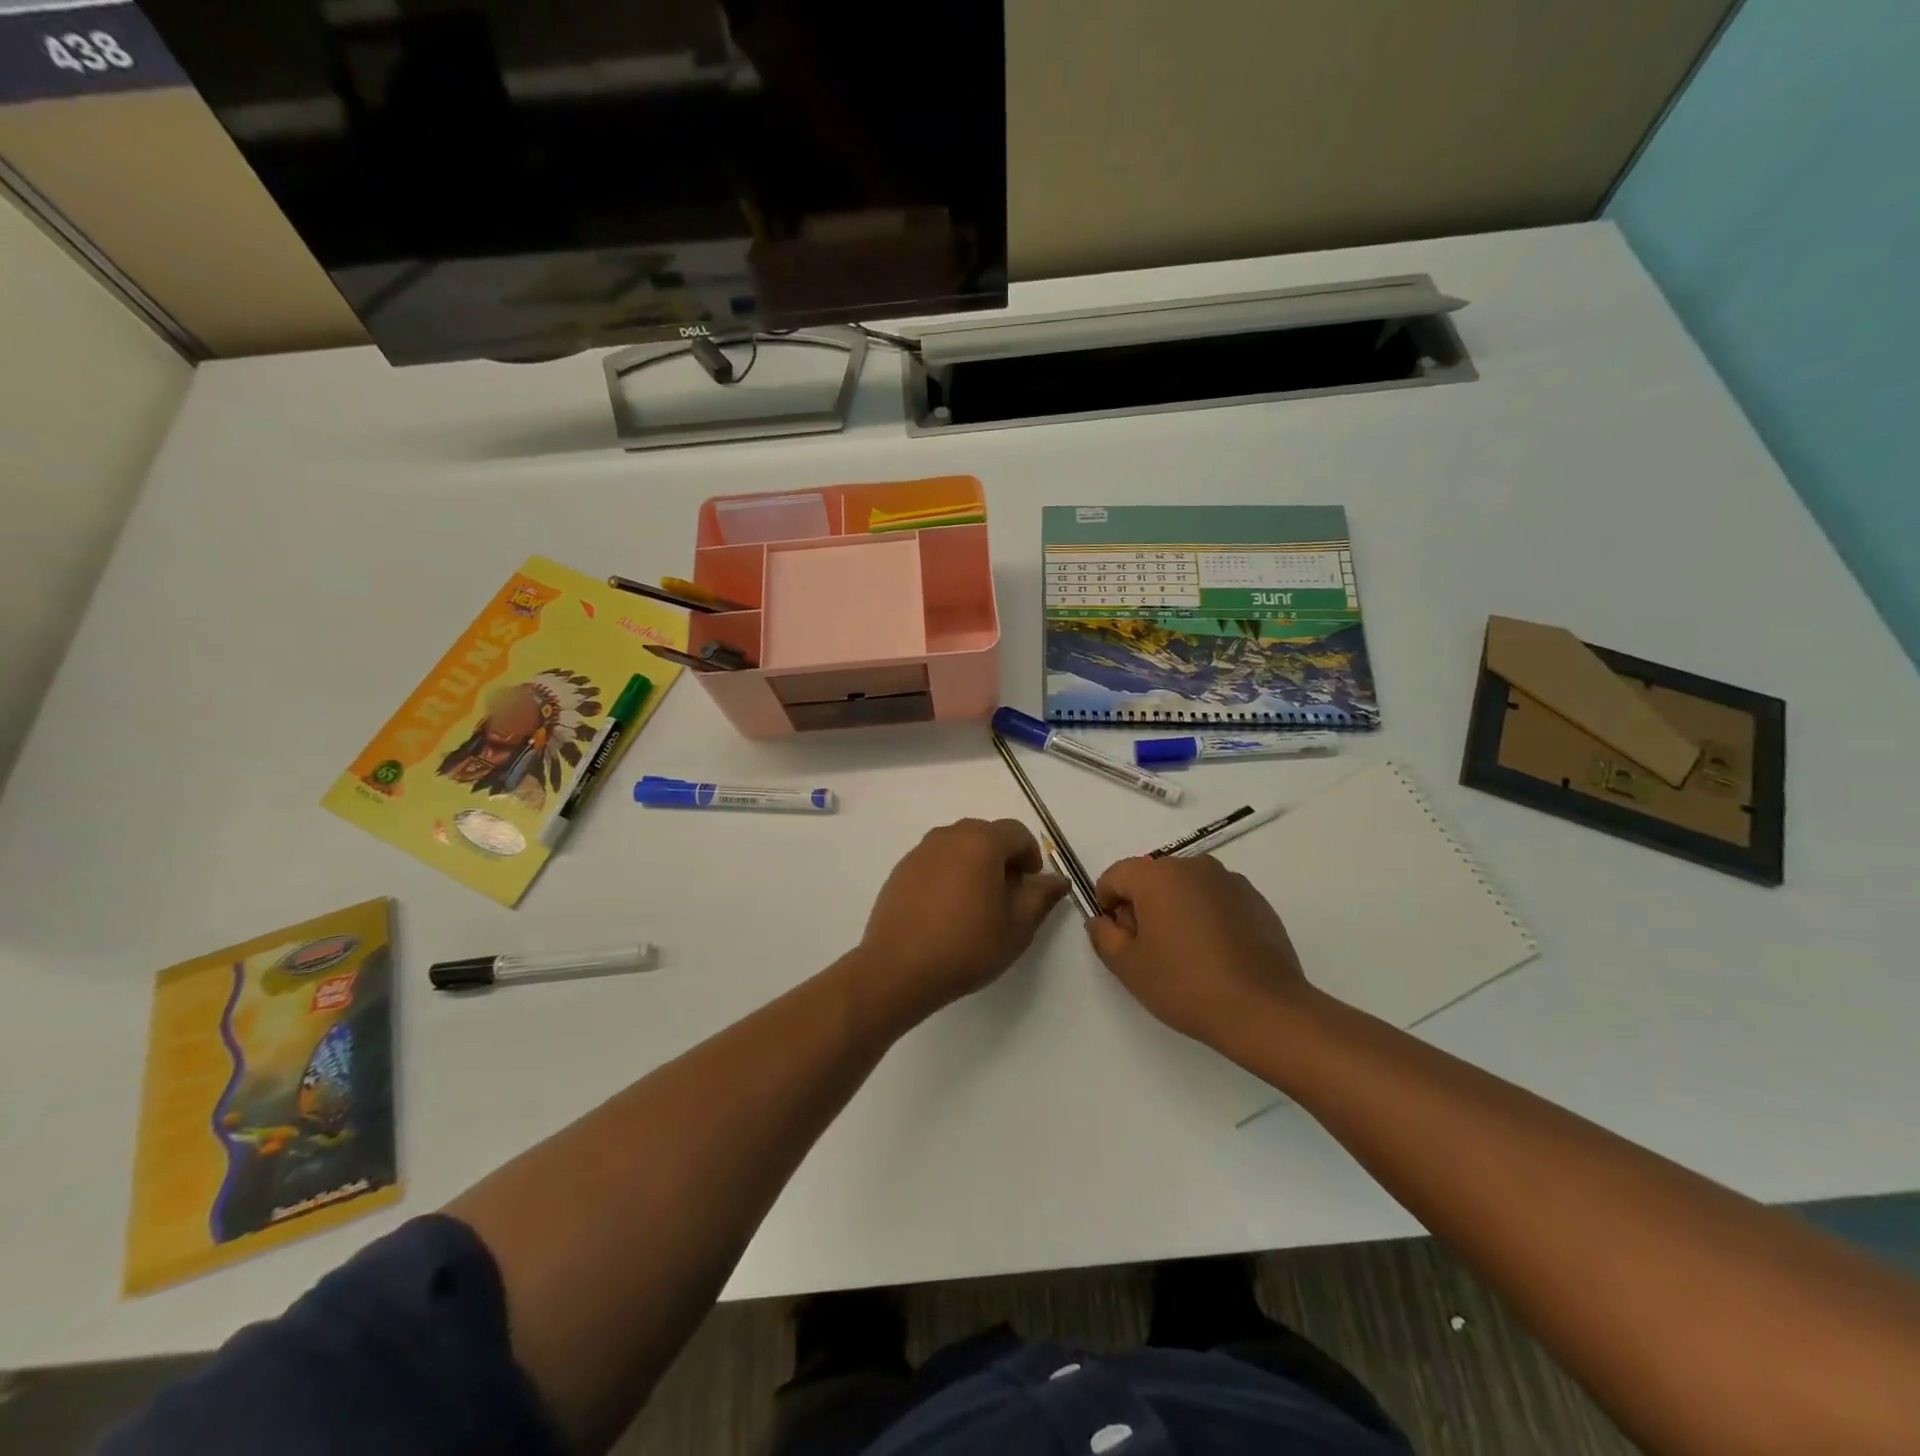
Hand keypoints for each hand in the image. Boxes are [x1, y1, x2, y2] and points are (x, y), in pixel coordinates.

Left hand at [853, 819, 1067, 1026]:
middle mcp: (948, 837)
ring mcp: (920, 851)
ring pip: (957, 845)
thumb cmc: (967, 946)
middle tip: (1007, 894)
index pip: (1016, 832)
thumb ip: (1041, 896)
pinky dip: (948, 873)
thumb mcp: (1017, 926)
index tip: (1031, 885)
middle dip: (1002, 856)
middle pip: (985, 833)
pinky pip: (935, 860)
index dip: (1030, 854)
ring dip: (974, 863)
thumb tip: (1057, 879)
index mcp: (980, 843)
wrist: (898, 969)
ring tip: (976, 902)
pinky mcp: (901, 870)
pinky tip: (946, 909)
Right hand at [1087, 855, 1310, 1050]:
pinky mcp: (1255, 900)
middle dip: (1142, 907)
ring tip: (1185, 954)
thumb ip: (1103, 935)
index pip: (1115, 876)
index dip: (1107, 905)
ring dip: (1175, 910)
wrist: (1264, 1010)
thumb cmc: (1185, 984)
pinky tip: (1215, 955)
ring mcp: (1228, 881)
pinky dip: (1206, 917)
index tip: (1119, 939)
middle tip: (1150, 950)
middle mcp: (1193, 866)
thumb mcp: (1128, 966)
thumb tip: (1102, 920)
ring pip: (1185, 888)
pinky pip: (1215, 900)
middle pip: (1151, 878)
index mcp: (1157, 875)